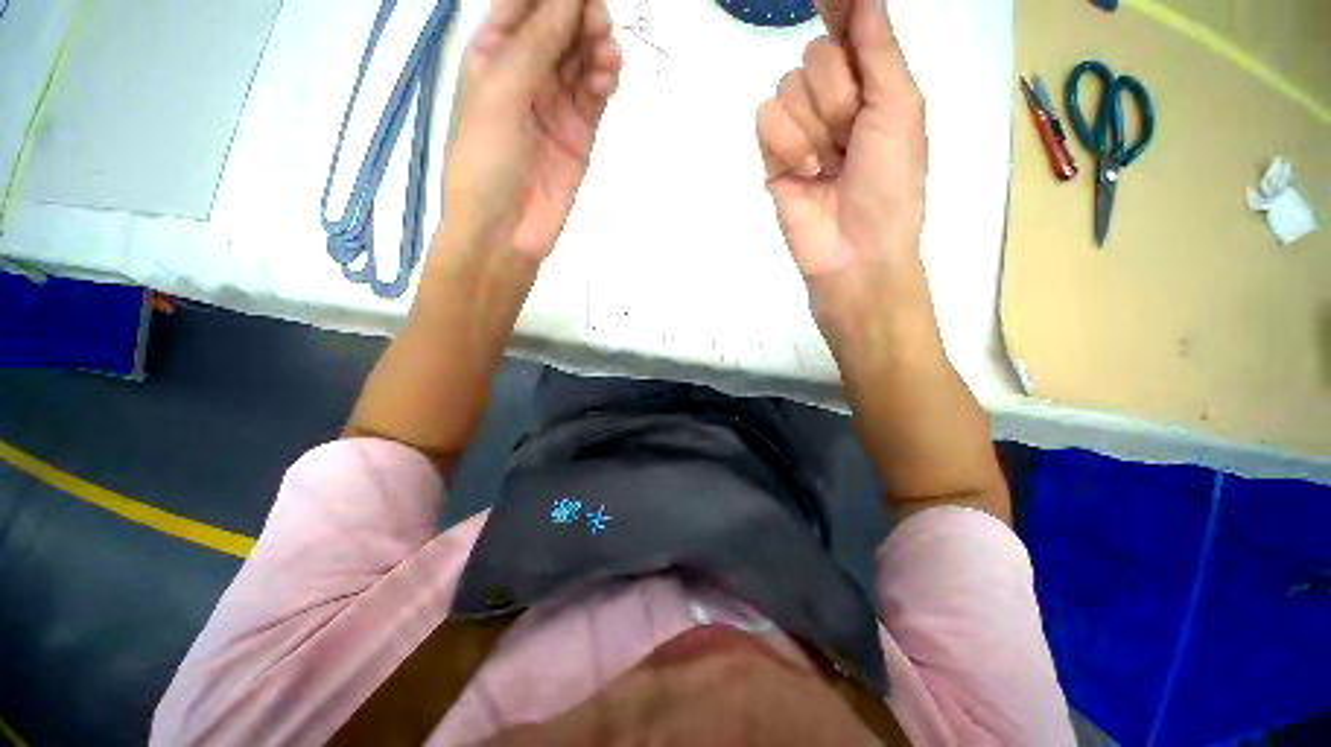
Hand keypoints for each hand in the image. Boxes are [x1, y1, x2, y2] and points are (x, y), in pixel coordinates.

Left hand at [440, 0, 620, 260]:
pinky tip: (608, 78)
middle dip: (580, 16)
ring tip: (606, 54)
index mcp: (493, 54)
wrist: (505, 231)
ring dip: (597, 48)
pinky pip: (595, 95)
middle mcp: (526, 73)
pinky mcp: (579, 133)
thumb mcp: (501, 94)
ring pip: (582, 59)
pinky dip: (605, 80)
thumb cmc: (486, 162)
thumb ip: (536, 44)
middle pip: (559, 27)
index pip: (523, 5)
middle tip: (598, 21)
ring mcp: (555, 104)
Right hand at [757, 0, 925, 279]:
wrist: (855, 248)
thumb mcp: (900, 109)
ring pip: (787, 87)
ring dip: (814, 127)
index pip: (848, 29)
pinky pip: (766, 119)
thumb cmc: (890, 183)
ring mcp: (799, 130)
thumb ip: (878, 49)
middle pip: (814, 56)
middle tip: (851, 139)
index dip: (839, 8)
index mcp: (870, 85)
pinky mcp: (772, 157)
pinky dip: (787, 144)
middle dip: (837, 96)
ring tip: (829, 164)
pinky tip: (805, 172)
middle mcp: (831, 101)